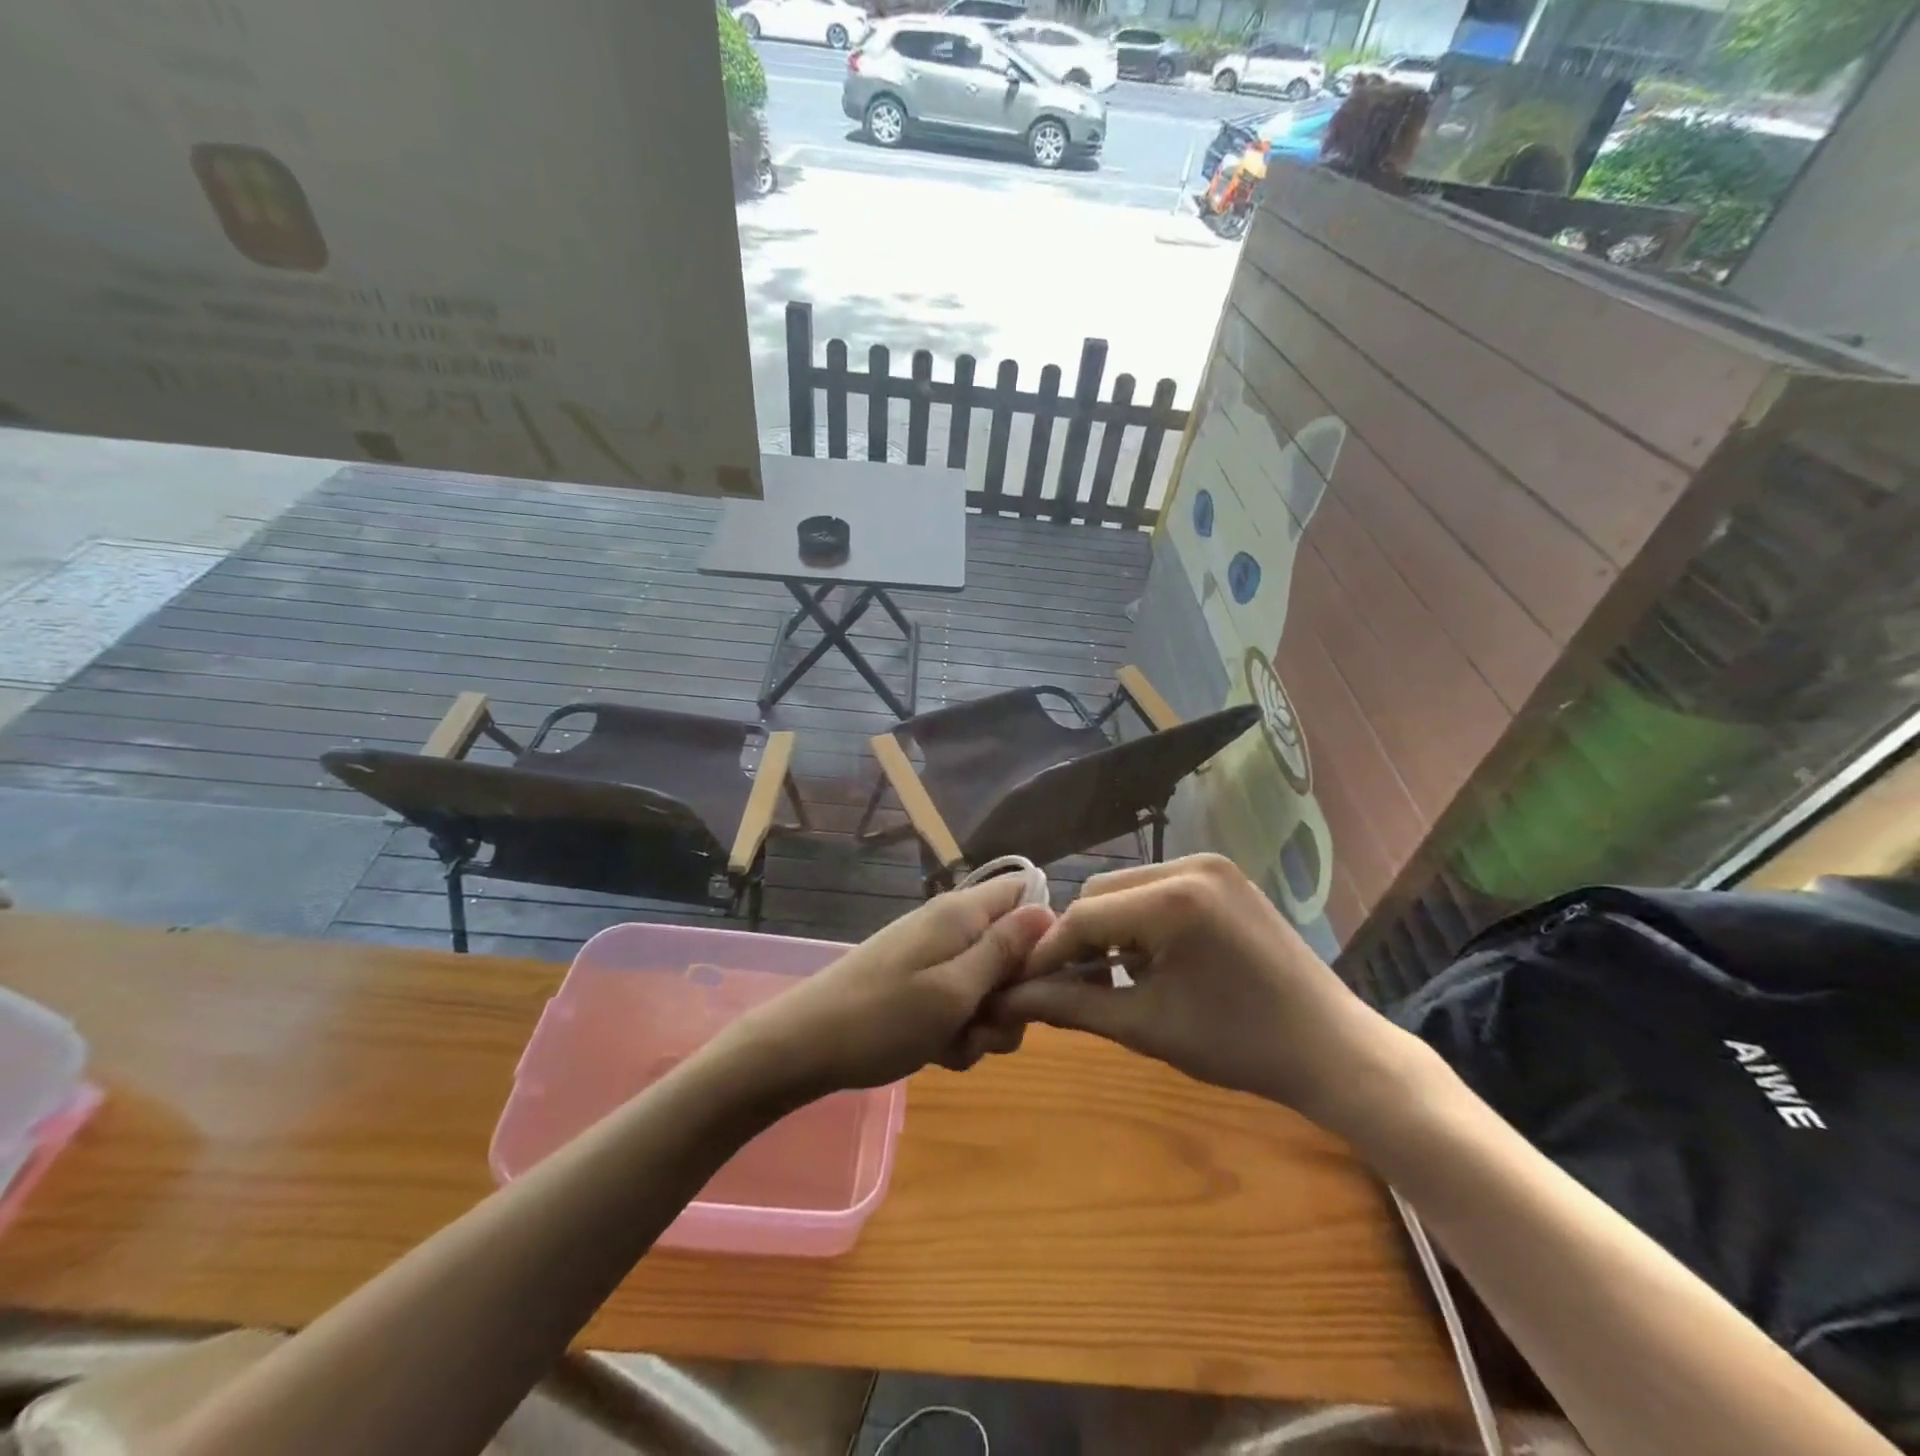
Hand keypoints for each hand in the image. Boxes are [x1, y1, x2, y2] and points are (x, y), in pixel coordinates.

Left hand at [720, 876, 1055, 1100]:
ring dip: (985, 1023)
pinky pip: (960, 1005)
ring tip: (956, 1044)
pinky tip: (938, 1054)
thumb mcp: (955, 989)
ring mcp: (934, 959)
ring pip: (990, 986)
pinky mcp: (920, 987)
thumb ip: (1004, 950)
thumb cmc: (884, 1017)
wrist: (805, 1047)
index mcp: (962, 914)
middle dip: (1013, 995)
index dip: (1044, 931)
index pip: (1025, 892)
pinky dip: (958, 1033)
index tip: (1040, 977)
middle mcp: (952, 928)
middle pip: (1013, 949)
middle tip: (988, 1023)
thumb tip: (1048, 909)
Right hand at [992, 855, 1407, 1134]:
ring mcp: (1212, 865)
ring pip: (1127, 888)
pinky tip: (1150, 958)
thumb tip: (1010, 999)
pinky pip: (1159, 888)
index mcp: (1173, 900)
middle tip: (1073, 984)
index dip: (1050, 951)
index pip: (1084, 915)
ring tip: (1114, 976)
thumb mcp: (1146, 1026)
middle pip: (1102, 892)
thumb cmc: (1238, 1045)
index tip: (1026, 985)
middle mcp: (1190, 864)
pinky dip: (1140, 919)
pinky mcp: (1225, 876)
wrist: (1332, 1049)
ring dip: (1109, 927)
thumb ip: (1073, 1004)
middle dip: (1080, 937)